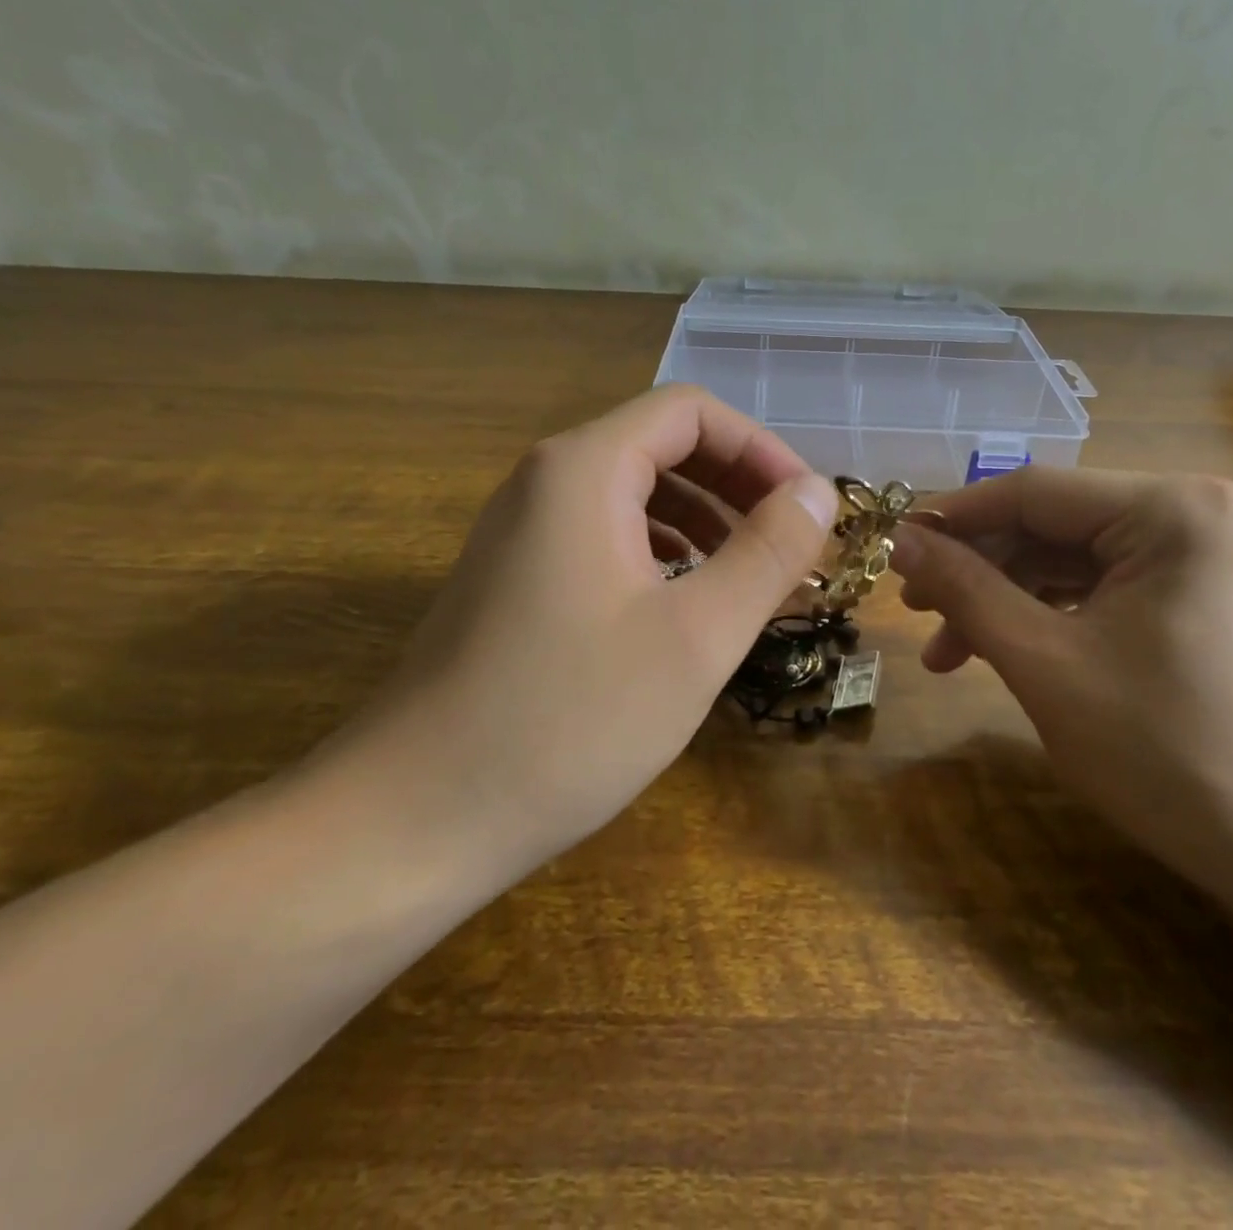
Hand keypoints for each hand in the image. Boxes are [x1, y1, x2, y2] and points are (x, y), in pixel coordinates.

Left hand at [317, 385, 838, 886]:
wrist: (414, 819)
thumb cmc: (569, 720)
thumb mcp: (697, 636)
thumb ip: (768, 552)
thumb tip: (818, 492)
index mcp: (584, 470)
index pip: (691, 412)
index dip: (761, 450)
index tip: (806, 513)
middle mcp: (546, 482)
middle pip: (662, 447)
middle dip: (738, 488)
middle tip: (791, 550)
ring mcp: (522, 533)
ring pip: (635, 497)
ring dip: (706, 524)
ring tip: (752, 581)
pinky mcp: (516, 581)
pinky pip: (605, 540)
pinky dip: (663, 556)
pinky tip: (688, 608)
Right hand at [890, 469, 1232, 880]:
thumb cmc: (1165, 751)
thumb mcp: (1044, 662)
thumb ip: (966, 590)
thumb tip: (900, 541)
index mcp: (1170, 509)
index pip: (1033, 492)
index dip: (952, 520)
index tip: (890, 550)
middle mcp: (1191, 511)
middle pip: (1050, 524)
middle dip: (978, 570)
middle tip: (915, 612)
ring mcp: (1199, 554)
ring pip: (1069, 560)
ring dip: (1004, 600)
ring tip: (946, 653)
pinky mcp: (1196, 594)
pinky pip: (1100, 588)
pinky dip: (1046, 617)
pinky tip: (1002, 651)